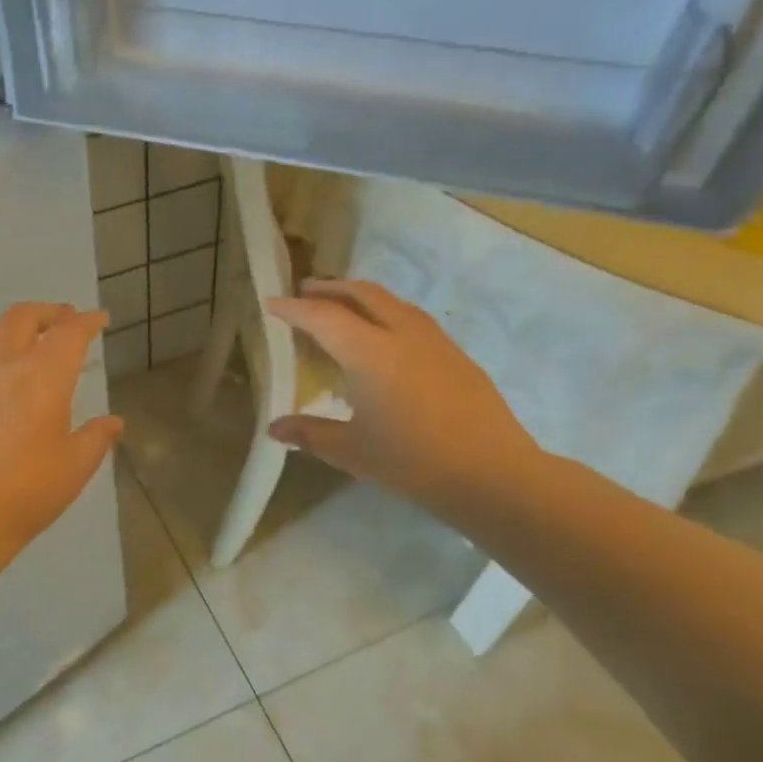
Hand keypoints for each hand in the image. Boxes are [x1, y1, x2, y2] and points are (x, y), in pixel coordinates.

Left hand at [0, 302, 123, 553]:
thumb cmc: (26, 491)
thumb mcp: (74, 467)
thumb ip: (96, 438)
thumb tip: (113, 422)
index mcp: (43, 376)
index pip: (70, 333)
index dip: (87, 322)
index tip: (98, 319)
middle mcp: (2, 364)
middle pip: (22, 317)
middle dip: (47, 312)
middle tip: (62, 318)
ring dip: (7, 327)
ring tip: (18, 337)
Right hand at [265, 279, 538, 515]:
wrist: (491, 472)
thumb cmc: (412, 462)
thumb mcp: (351, 451)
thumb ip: (309, 434)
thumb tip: (274, 429)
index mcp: (369, 353)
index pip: (323, 317)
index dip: (294, 309)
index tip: (271, 302)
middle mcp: (401, 334)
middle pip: (362, 294)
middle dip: (330, 288)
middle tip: (305, 291)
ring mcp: (434, 341)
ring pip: (391, 301)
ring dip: (361, 296)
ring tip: (342, 307)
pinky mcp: (455, 354)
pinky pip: (411, 318)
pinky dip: (386, 313)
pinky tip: (385, 337)